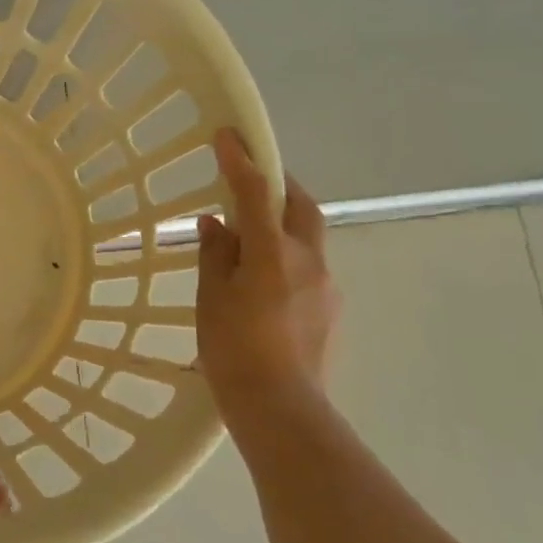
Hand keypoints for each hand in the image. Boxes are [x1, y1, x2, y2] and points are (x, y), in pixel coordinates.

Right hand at [195, 128, 338, 405]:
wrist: (281, 408)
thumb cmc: (233, 349)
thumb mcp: (211, 297)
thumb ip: (215, 254)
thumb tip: (217, 225)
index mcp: (273, 253)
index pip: (256, 192)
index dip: (240, 160)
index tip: (227, 135)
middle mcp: (308, 260)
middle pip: (301, 205)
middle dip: (279, 184)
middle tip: (253, 180)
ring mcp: (326, 285)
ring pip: (308, 237)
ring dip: (283, 224)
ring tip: (251, 241)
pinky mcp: (331, 309)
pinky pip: (309, 267)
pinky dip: (288, 258)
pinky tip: (265, 283)